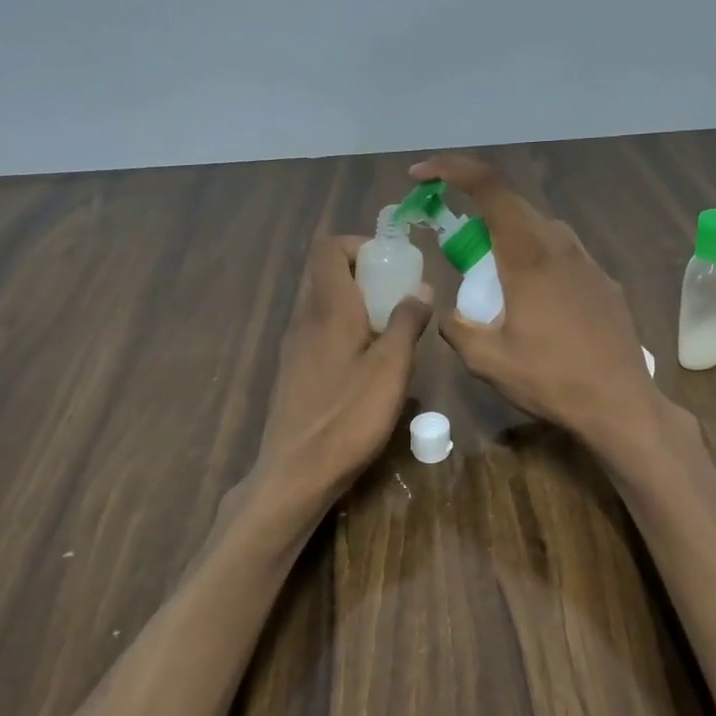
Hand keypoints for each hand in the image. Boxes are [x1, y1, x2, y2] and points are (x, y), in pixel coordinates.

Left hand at [256, 235, 432, 497]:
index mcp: (328, 308)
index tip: (391, 264)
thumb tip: (421, 287)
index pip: (328, 248)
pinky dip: (344, 330)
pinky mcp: (294, 371)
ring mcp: (295, 346)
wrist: (297, 471)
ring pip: (323, 304)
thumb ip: (407, 322)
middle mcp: (305, 318)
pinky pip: (319, 332)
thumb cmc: (349, 415)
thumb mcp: (391, 368)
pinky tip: (368, 365)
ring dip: (355, 304)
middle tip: (398, 297)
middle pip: (326, 274)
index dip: (359, 245)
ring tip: (389, 331)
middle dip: (363, 275)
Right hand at [410, 153, 663, 449]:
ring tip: (492, 278)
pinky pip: (562, 254)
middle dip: (475, 211)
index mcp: (528, 255)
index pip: (489, 186)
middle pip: (513, 206)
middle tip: (453, 245)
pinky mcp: (604, 282)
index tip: (422, 175)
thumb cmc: (551, 379)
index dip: (452, 169)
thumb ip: (457, 328)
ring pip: (540, 229)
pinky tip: (533, 302)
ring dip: (508, 238)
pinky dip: (535, 260)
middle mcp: (561, 246)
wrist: (621, 404)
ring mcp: (588, 262)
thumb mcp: (487, 361)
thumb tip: (449, 313)